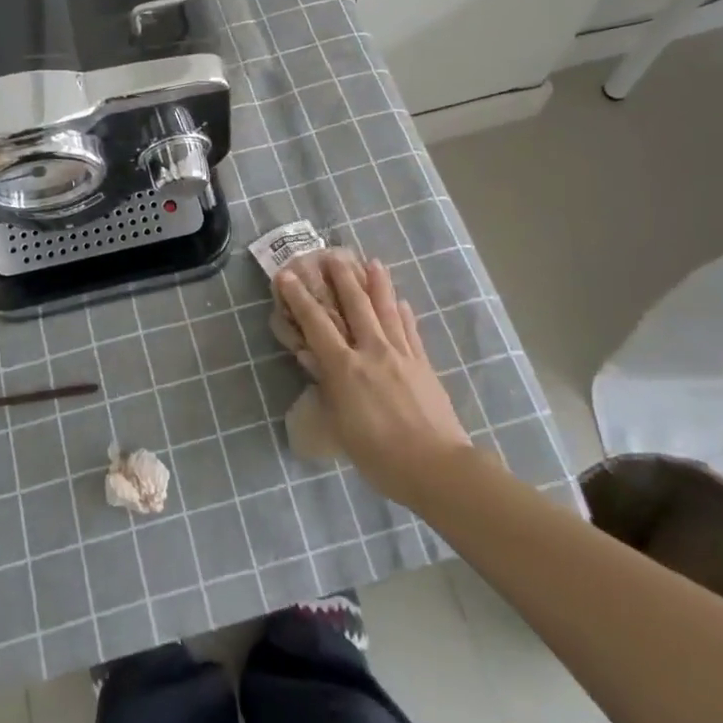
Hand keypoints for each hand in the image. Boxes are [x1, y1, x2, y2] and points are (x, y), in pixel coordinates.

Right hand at [277, 256, 473, 505]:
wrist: (436, 467)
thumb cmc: (379, 456)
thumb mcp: (339, 427)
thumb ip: (327, 390)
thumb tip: (316, 364)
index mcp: (345, 367)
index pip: (316, 324)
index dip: (299, 298)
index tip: (287, 276)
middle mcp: (372, 351)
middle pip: (356, 305)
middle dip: (342, 278)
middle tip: (332, 255)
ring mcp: (401, 355)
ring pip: (387, 310)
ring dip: (378, 284)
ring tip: (373, 262)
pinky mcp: (423, 364)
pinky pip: (411, 331)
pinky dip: (404, 314)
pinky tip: (402, 302)